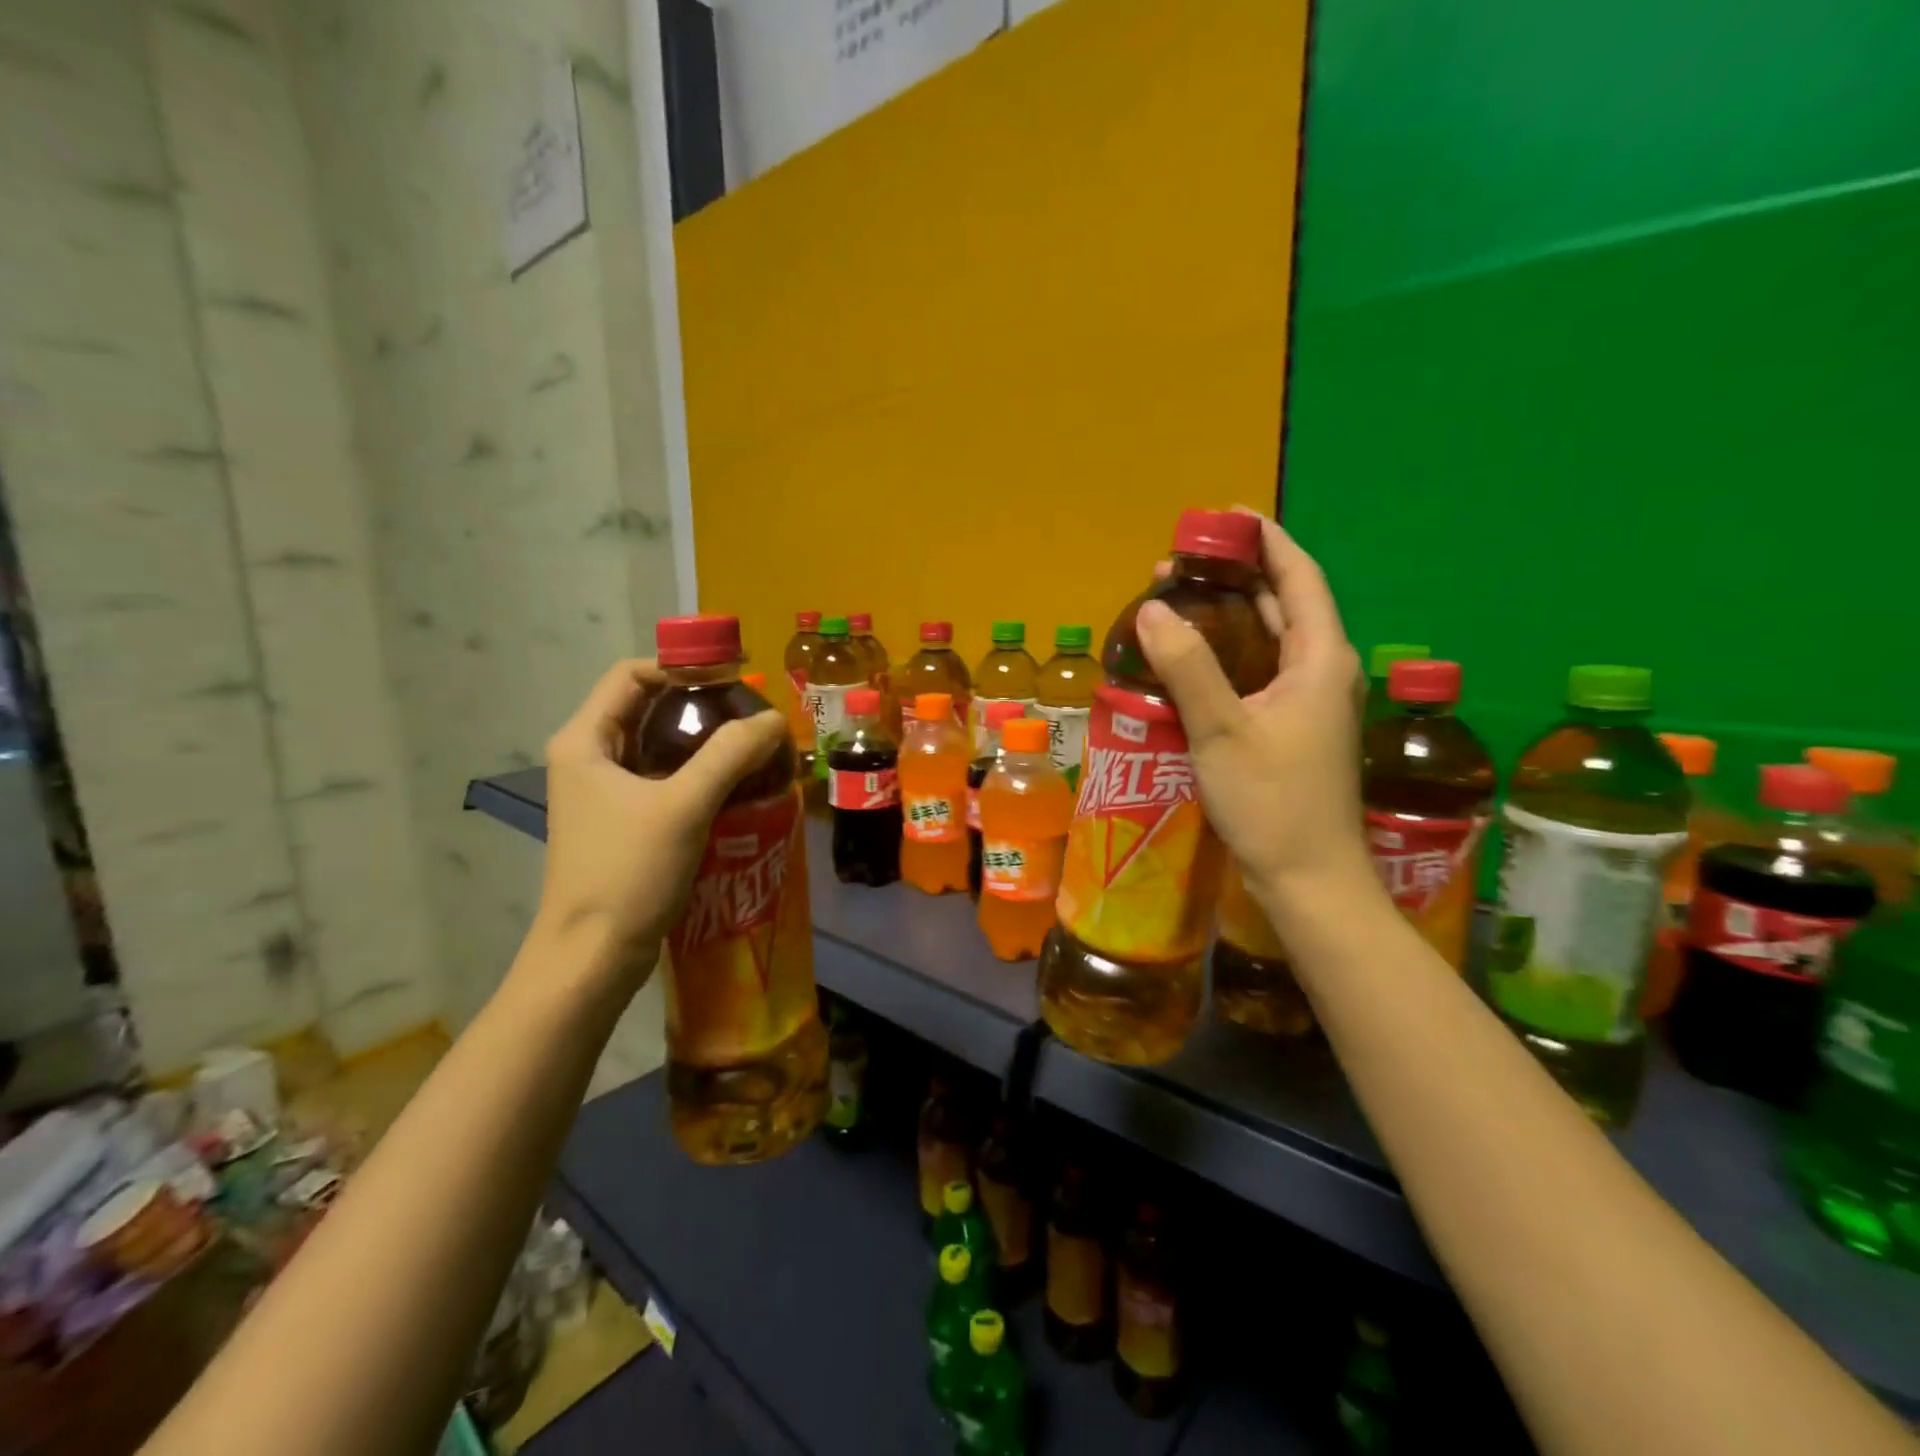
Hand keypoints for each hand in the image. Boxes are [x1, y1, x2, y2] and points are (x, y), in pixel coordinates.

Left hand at [535, 660, 785, 983]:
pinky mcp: (622, 822)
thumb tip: (774, 718)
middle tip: (753, 713)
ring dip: (704, 741)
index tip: (736, 678)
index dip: (683, 666)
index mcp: (585, 740)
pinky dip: (698, 774)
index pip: (633, 675)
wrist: (592, 958)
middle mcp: (588, 758)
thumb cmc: (627, 873)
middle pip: (648, 708)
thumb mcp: (683, 806)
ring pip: (659, 746)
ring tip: (753, 746)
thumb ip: (730, 755)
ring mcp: (603, 793)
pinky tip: (736, 786)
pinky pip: (663, 780)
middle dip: (701, 705)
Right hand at [1136, 510, 1373, 918]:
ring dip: (1231, 613)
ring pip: (1271, 638)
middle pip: (1283, 602)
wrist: (1307, 879)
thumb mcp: (1222, 730)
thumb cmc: (1273, 802)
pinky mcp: (1292, 728)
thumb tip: (1153, 607)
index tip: (1225, 516)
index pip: (1298, 576)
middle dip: (1236, 575)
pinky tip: (1194, 657)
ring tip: (1181, 598)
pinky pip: (1261, 670)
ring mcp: (1308, 702)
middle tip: (1181, 563)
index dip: (1266, 540)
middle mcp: (1322, 670)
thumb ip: (1188, 666)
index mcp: (1320, 658)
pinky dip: (1230, 652)